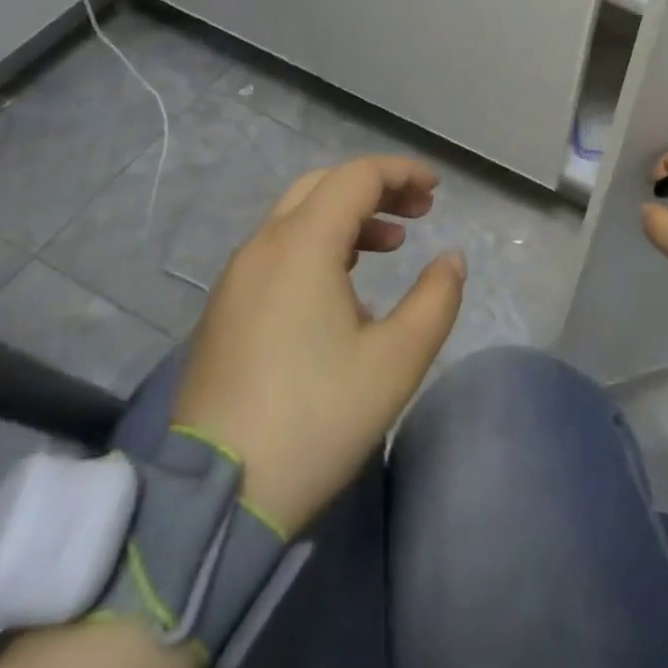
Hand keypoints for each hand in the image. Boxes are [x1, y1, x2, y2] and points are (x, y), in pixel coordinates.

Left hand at [171, 155, 464, 535]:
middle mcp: (263, 247)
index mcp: (302, 246)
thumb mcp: (397, 360)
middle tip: (418, 213)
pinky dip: (320, 244)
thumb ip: (436, 299)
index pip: (356, 177)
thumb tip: (450, 260)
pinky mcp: (225, 310)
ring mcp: (237, 279)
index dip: (402, 172)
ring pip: (297, 217)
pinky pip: (278, 250)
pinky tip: (346, 287)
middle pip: (323, 187)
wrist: (216, 495)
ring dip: (348, 217)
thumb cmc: (317, 417)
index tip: (438, 191)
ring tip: (391, 247)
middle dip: (376, 189)